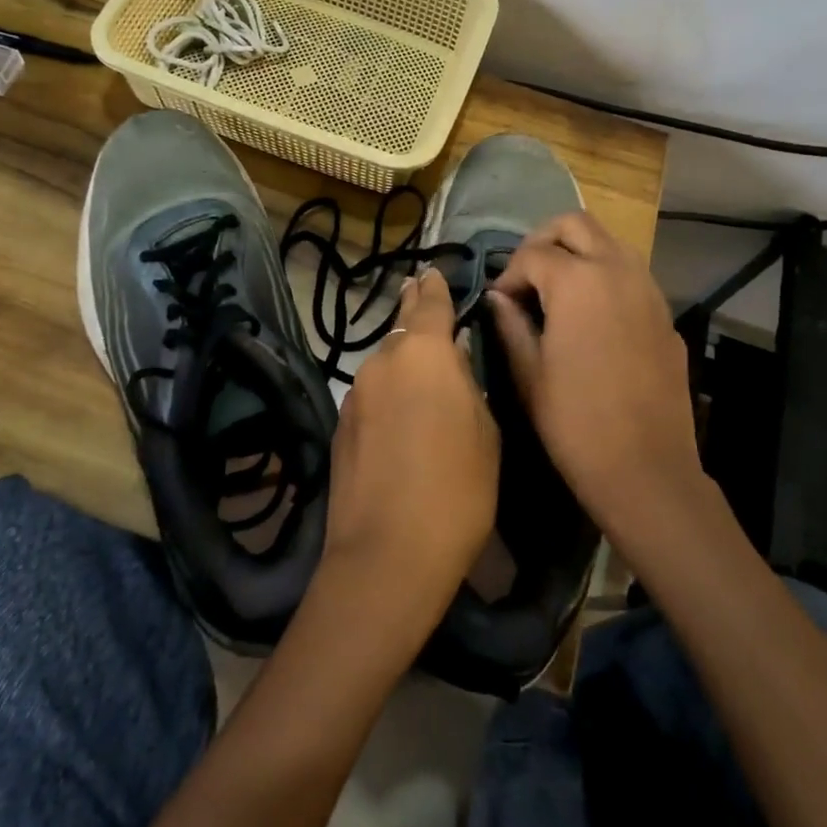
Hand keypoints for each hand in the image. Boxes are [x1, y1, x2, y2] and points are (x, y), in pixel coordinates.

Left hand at [317, 268, 499, 643]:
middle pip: (404, 331)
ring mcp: (355, 393)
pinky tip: (403, 424)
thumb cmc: (458, 489)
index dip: (433, 287)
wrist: (387, 553)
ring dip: (405, 368)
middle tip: (432, 320)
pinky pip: (372, 396)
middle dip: (418, 323)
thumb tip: (452, 362)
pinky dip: (389, 398)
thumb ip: (467, 385)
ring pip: (387, 366)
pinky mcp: (340, 425)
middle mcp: (383, 361)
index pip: (429, 302)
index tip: (431, 273)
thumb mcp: (486, 434)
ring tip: (426, 389)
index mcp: (424, 352)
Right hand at [487, 212, 705, 545]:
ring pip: (610, 243)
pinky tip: (590, 318)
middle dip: (544, 241)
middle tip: (525, 277)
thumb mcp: (528, 373)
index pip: (533, 254)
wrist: (645, 469)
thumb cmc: (574, 422)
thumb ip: (510, 323)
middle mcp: (618, 272)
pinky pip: (631, 275)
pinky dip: (605, 277)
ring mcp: (649, 291)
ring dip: (578, 253)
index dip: (508, 274)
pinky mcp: (665, 316)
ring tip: (555, 292)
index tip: (498, 302)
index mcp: (578, 282)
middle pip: (576, 225)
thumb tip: (498, 298)